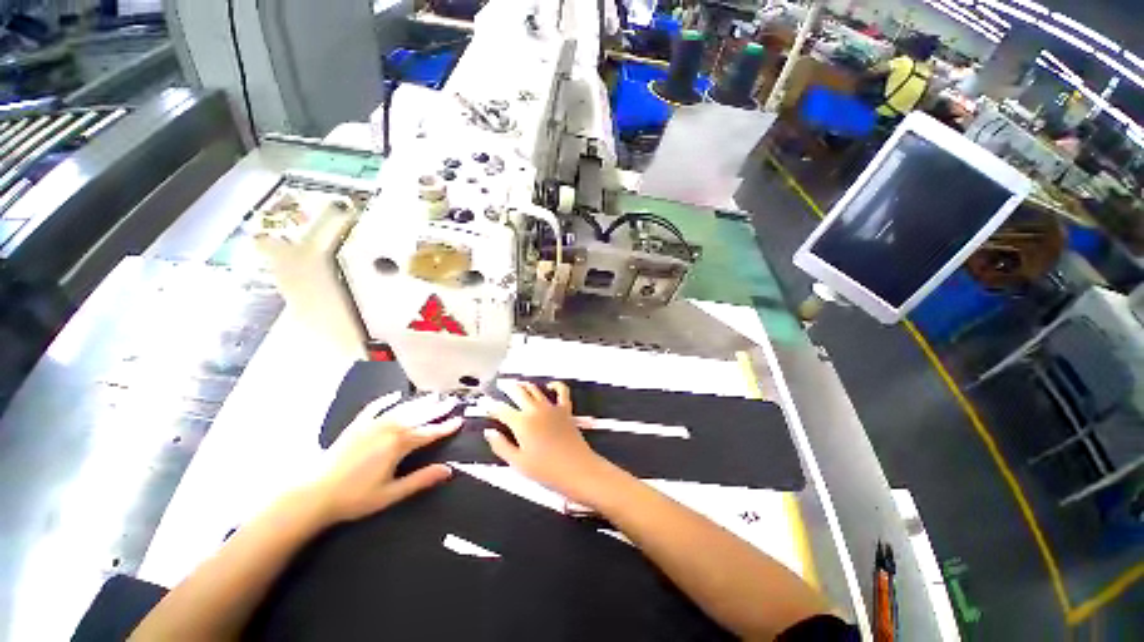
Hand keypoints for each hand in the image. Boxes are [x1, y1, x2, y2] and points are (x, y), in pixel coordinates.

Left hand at [309, 395, 461, 524]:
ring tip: (433, 395)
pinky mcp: (357, 425)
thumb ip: (421, 479)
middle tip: (452, 400)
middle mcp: (389, 428)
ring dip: (419, 402)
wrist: (314, 494)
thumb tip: (449, 469)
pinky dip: (387, 400)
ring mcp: (372, 424)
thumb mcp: (391, 493)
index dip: (446, 427)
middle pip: (419, 415)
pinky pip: (375, 407)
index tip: (460, 420)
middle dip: (437, 409)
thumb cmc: (355, 497)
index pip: (429, 432)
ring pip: (402, 409)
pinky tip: (395, 395)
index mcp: (399, 444)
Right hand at [484, 380, 617, 505]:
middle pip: (518, 392)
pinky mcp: (565, 409)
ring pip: (535, 389)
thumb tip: (489, 432)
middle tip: (500, 386)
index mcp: (521, 423)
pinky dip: (555, 385)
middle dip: (507, 388)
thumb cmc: (546, 470)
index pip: (501, 410)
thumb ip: (501, 446)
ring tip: (518, 384)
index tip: (484, 404)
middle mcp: (535, 410)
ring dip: (525, 385)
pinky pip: (561, 391)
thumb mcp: (518, 463)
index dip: (491, 406)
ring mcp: (551, 407)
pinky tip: (550, 386)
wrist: (576, 469)